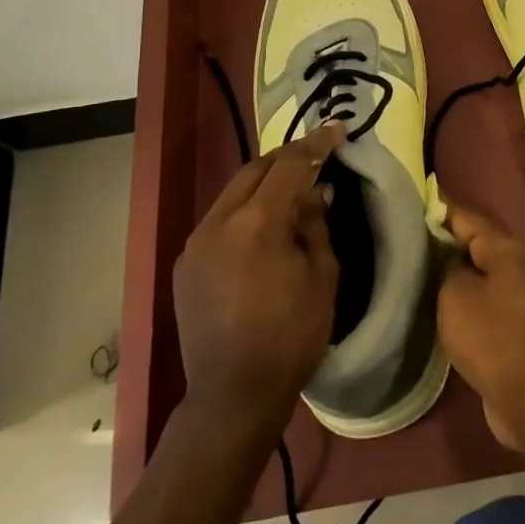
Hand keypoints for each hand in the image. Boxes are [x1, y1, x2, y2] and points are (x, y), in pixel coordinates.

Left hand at [172, 124, 343, 435]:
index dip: (317, 144)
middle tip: (317, 155)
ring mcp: (197, 242)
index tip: (338, 129)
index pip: (290, 165)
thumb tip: (316, 193)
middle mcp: (219, 222)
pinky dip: (246, 209)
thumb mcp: (322, 276)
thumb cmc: (291, 336)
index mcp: (258, 223)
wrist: (233, 394)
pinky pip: (220, 219)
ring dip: (264, 182)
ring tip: (293, 187)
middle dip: (288, 157)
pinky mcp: (187, 263)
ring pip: (234, 192)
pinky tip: (264, 225)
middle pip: (255, 168)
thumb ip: (316, 225)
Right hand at [437, 203, 524, 449]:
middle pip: (485, 240)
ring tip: (434, 265)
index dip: (443, 210)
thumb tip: (455, 261)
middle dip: (455, 238)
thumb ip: (450, 268)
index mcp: (512, 248)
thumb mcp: (456, 297)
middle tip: (421, 235)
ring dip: (468, 266)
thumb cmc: (491, 338)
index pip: (470, 218)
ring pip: (494, 268)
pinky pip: (502, 292)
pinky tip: (458, 297)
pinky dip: (481, 290)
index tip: (421, 200)